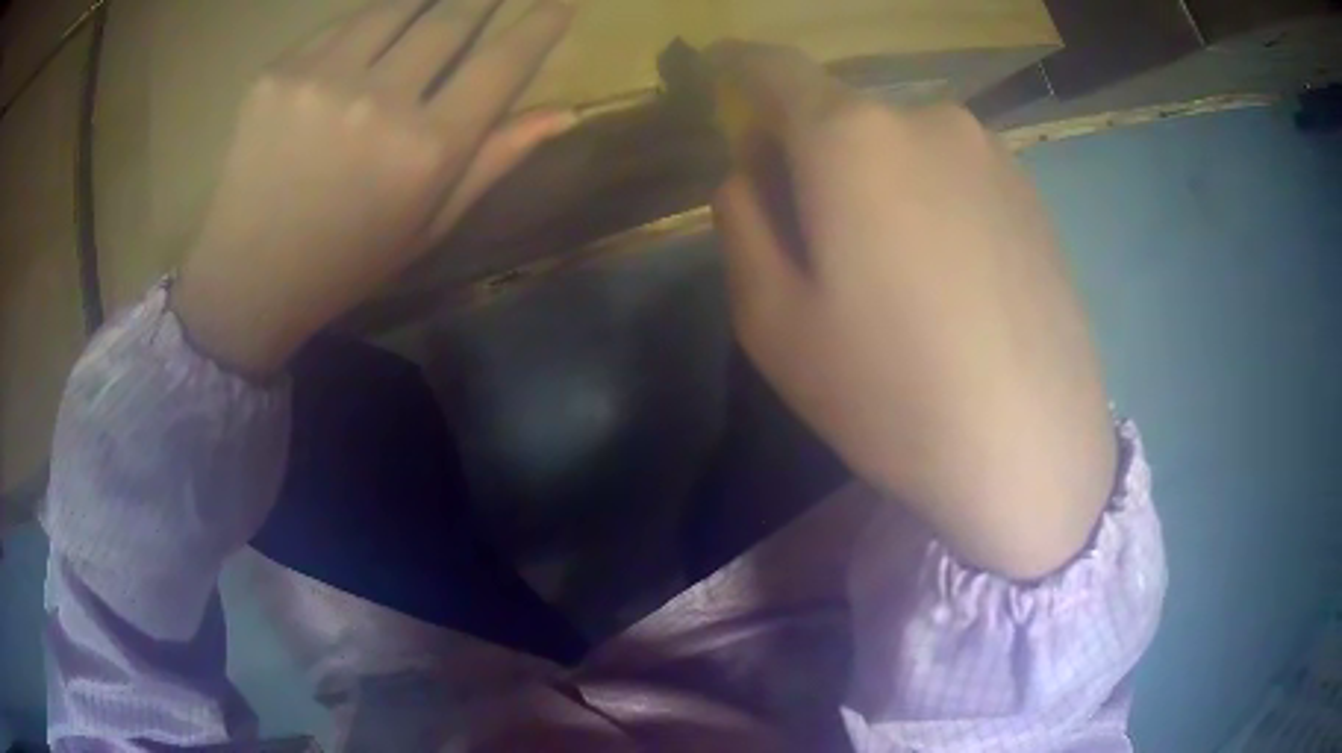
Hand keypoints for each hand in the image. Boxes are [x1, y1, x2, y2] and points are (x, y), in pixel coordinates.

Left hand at [173, 0, 574, 374]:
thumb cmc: (346, 261)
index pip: (502, 63)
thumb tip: (564, 113)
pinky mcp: (278, 72)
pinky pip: (341, 24)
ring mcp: (322, 79)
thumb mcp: (430, 226)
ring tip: (441, 3)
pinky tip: (378, 29)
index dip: (539, 26)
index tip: (560, 5)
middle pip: (452, 18)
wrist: (248, 276)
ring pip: (396, 6)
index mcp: (426, 150)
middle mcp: (379, 101)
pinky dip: (371, 19)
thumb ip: (494, 160)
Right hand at [709, 42, 1116, 579]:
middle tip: (817, 238)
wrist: (1031, 450)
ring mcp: (991, 152)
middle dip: (811, 154)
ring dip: (876, 180)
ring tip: (894, 273)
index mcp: (852, 137)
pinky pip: (953, 172)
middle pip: (842, 114)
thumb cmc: (891, 394)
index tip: (725, 83)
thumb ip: (740, 219)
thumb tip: (752, 166)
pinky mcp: (1031, 192)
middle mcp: (927, 118)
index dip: (741, 70)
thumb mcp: (772, 321)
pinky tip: (949, 279)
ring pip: (901, 144)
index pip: (776, 68)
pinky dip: (929, 199)